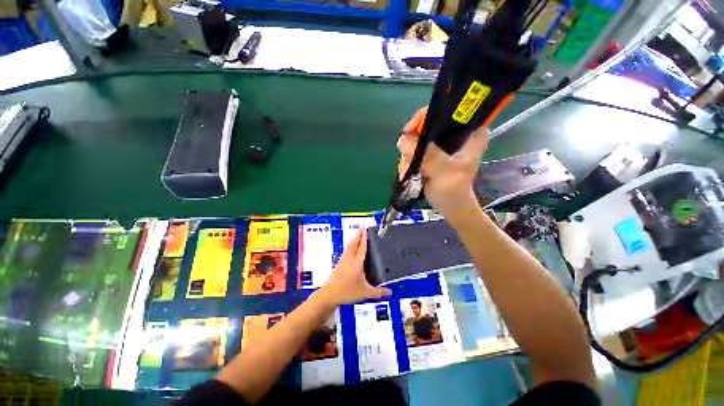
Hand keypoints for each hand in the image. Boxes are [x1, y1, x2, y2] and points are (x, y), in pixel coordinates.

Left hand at [319, 228, 391, 306]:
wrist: (329, 295)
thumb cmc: (346, 293)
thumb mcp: (365, 293)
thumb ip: (379, 292)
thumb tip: (390, 292)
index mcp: (357, 264)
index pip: (362, 247)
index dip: (365, 237)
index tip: (366, 229)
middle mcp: (349, 259)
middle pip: (354, 243)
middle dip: (358, 234)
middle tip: (363, 227)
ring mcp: (343, 260)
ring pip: (349, 246)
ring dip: (354, 238)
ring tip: (358, 234)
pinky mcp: (339, 263)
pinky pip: (346, 250)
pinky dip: (350, 245)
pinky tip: (351, 247)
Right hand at [397, 107, 488, 219]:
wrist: (450, 206)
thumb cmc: (453, 189)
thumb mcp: (443, 170)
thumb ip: (426, 154)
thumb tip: (403, 140)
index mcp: (469, 133)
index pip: (448, 110)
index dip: (428, 115)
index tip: (412, 129)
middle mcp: (455, 135)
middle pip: (427, 125)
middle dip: (413, 141)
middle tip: (407, 156)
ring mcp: (442, 145)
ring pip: (418, 138)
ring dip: (408, 154)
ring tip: (407, 169)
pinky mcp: (433, 154)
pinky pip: (415, 149)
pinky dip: (408, 159)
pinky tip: (407, 170)